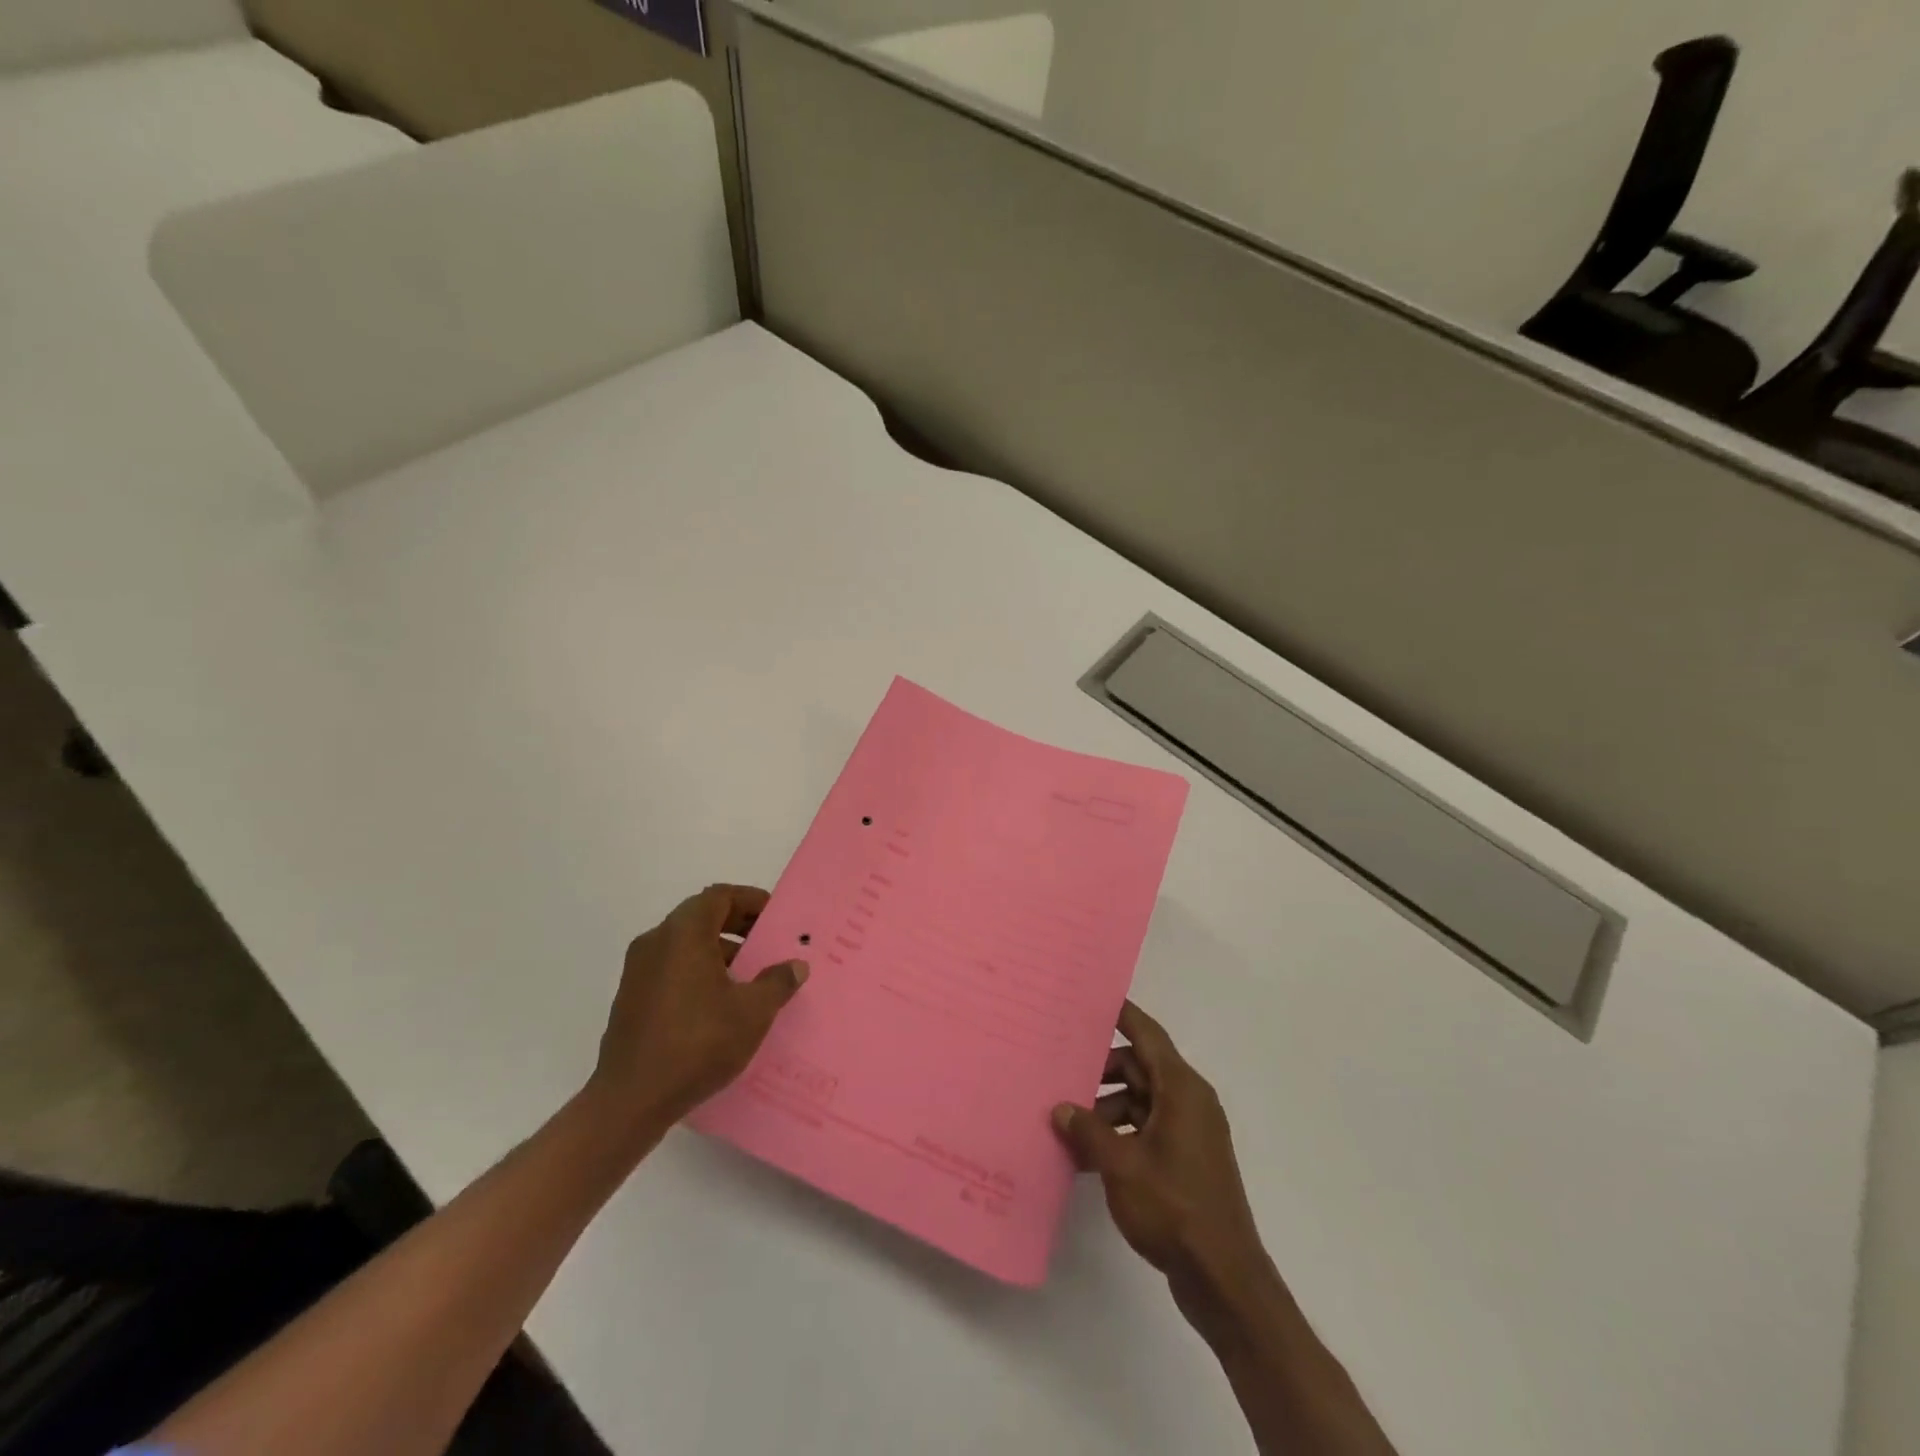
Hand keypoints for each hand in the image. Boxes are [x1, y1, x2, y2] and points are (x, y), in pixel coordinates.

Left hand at [588, 884, 807, 1133]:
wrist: (631, 1100)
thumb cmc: (697, 1043)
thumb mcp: (752, 1012)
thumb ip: (777, 982)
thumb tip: (795, 966)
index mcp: (683, 933)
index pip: (719, 896)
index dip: (750, 900)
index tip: (775, 918)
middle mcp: (656, 942)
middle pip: (701, 917)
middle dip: (737, 926)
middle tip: (768, 944)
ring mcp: (638, 971)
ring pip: (685, 945)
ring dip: (719, 951)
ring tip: (750, 978)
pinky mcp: (631, 999)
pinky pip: (671, 969)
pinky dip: (698, 972)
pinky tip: (720, 1005)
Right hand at [1054, 1002, 1268, 1307]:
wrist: (1224, 1279)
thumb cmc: (1174, 1208)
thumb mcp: (1120, 1165)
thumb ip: (1087, 1131)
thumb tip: (1061, 1108)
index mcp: (1181, 1089)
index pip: (1147, 1034)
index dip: (1121, 1014)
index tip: (1090, 999)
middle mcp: (1189, 1101)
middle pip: (1140, 1067)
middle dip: (1101, 1070)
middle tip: (1060, 1070)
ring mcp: (1190, 1132)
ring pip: (1141, 1100)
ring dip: (1106, 1108)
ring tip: (1067, 1122)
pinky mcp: (1186, 1160)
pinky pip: (1147, 1128)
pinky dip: (1120, 1133)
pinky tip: (1088, 1154)